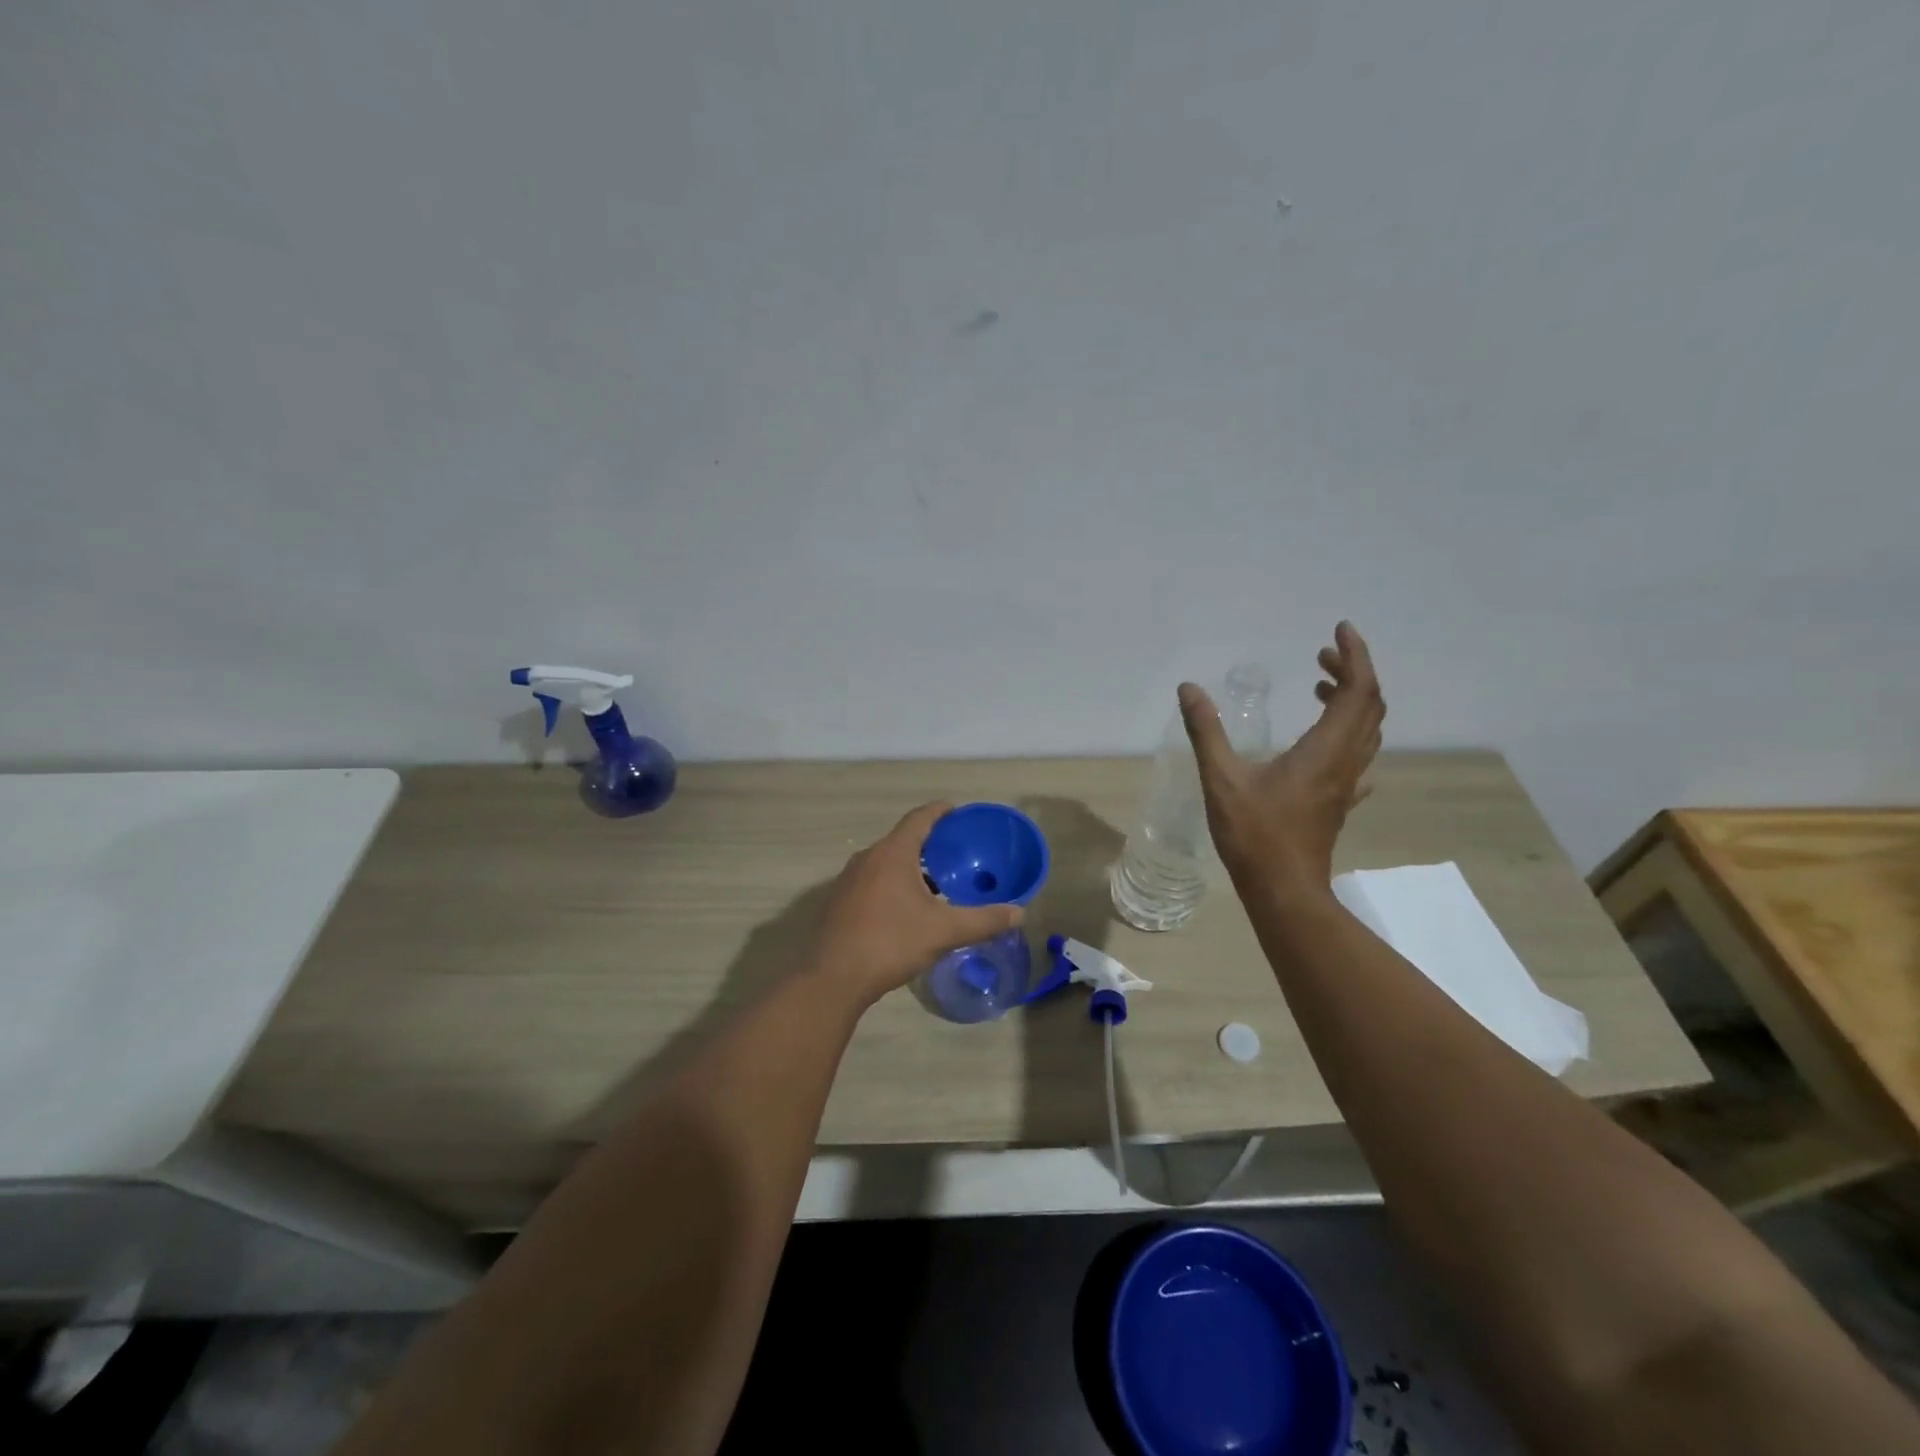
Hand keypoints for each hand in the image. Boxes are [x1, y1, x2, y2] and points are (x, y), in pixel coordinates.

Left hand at [811, 801, 1025, 1009]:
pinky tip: (906, 910)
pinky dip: (893, 884)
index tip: (958, 813)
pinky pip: (872, 881)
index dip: (941, 812)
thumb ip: (984, 920)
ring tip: (936, 884)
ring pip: (886, 862)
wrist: (833, 978)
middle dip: (930, 843)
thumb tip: (1020, 912)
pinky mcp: (840, 902)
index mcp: (892, 853)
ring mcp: (849, 880)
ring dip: (911, 867)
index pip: (919, 818)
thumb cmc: (891, 943)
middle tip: (956, 854)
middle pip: (903, 839)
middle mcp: (868, 858)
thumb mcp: (944, 932)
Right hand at [1179, 621, 1384, 893]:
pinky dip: (1348, 734)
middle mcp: (1345, 762)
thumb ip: (1206, 731)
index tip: (1339, 631)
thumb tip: (1189, 689)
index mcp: (1325, 750)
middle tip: (1321, 656)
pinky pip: (1358, 758)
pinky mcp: (1339, 802)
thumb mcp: (1222, 778)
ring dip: (1352, 701)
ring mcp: (1346, 784)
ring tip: (1320, 687)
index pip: (1358, 691)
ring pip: (1366, 732)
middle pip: (1369, 707)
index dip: (1355, 656)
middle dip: (1352, 673)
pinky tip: (1325, 742)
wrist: (1284, 890)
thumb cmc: (1255, 834)